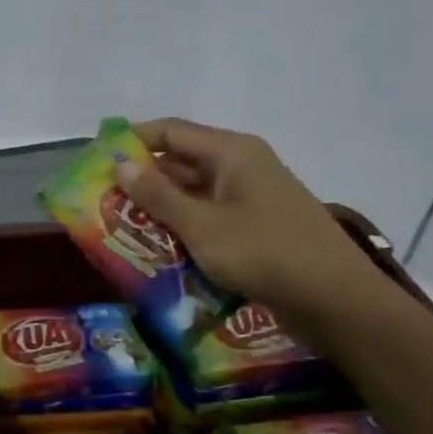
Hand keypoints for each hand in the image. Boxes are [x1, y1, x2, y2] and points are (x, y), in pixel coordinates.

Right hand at [115, 118, 383, 319]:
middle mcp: (241, 166)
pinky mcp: (255, 226)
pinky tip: (157, 247)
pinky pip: (208, 216)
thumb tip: (120, 165)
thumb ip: (158, 196)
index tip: (95, 159)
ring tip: (119, 226)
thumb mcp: (202, 226)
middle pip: (180, 161)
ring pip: (193, 192)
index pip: (170, 131)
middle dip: (141, 179)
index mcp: (231, 152)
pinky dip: (182, 226)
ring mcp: (250, 197)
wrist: (336, 301)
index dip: (131, 140)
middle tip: (101, 200)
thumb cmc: (265, 253)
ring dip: (159, 207)